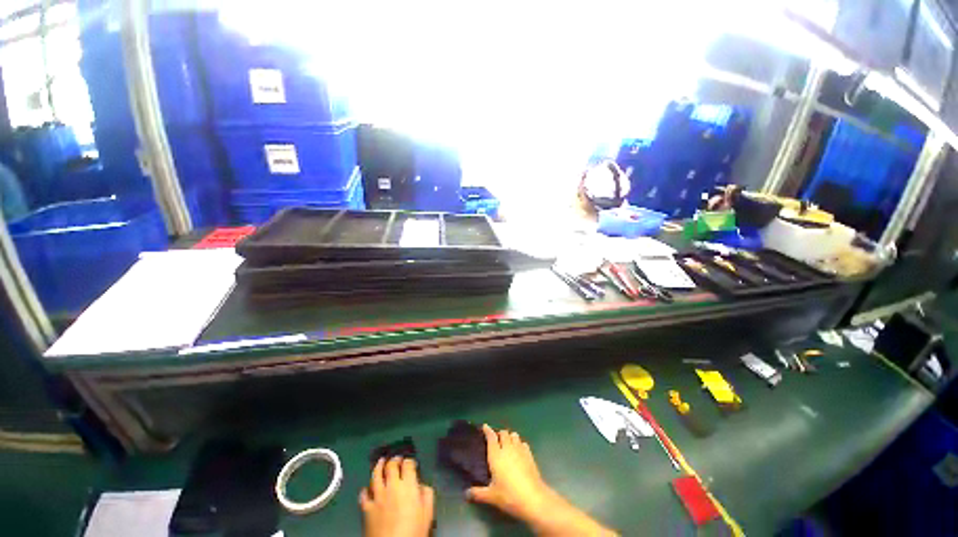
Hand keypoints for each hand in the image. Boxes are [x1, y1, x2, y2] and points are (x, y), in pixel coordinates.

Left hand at [360, 457, 434, 536]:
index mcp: (408, 485)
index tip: (411, 462)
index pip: (408, 464)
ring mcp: (377, 497)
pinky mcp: (367, 508)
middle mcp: (392, 486)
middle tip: (397, 458)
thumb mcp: (428, 512)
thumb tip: (422, 486)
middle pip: (391, 465)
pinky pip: (363, 495)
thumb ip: (427, 494)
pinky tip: (367, 488)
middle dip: (394, 460)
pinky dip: (365, 489)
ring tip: (380, 461)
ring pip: (376, 475)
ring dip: (378, 466)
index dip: (410, 461)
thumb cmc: (413, 531)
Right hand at [465, 424, 555, 522]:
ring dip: (510, 437)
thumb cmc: (509, 495)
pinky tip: (519, 452)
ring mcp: (520, 450)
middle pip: (503, 433)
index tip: (484, 427)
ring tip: (507, 444)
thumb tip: (466, 494)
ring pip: (514, 435)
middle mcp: (508, 448)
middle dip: (499, 434)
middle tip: (496, 440)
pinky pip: (523, 443)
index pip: (491, 437)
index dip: (487, 430)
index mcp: (496, 455)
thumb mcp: (491, 496)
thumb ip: (478, 493)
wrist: (533, 498)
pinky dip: (519, 444)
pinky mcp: (529, 454)